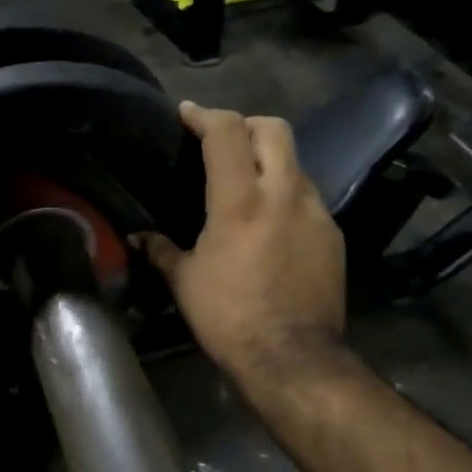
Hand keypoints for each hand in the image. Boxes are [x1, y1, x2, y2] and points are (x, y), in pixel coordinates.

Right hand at [138, 102, 346, 390]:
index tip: (187, 113)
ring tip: (248, 185)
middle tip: (224, 141)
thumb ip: (161, 250)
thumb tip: (137, 237)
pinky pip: (308, 197)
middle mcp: (283, 194)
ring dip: (270, 161)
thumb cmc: (229, 318)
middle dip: (246, 124)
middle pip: (274, 128)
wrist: (293, 358)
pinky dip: (287, 195)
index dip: (204, 114)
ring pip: (295, 162)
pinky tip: (272, 223)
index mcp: (240, 201)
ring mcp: (316, 212)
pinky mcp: (334, 234)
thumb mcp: (186, 283)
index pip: (226, 132)